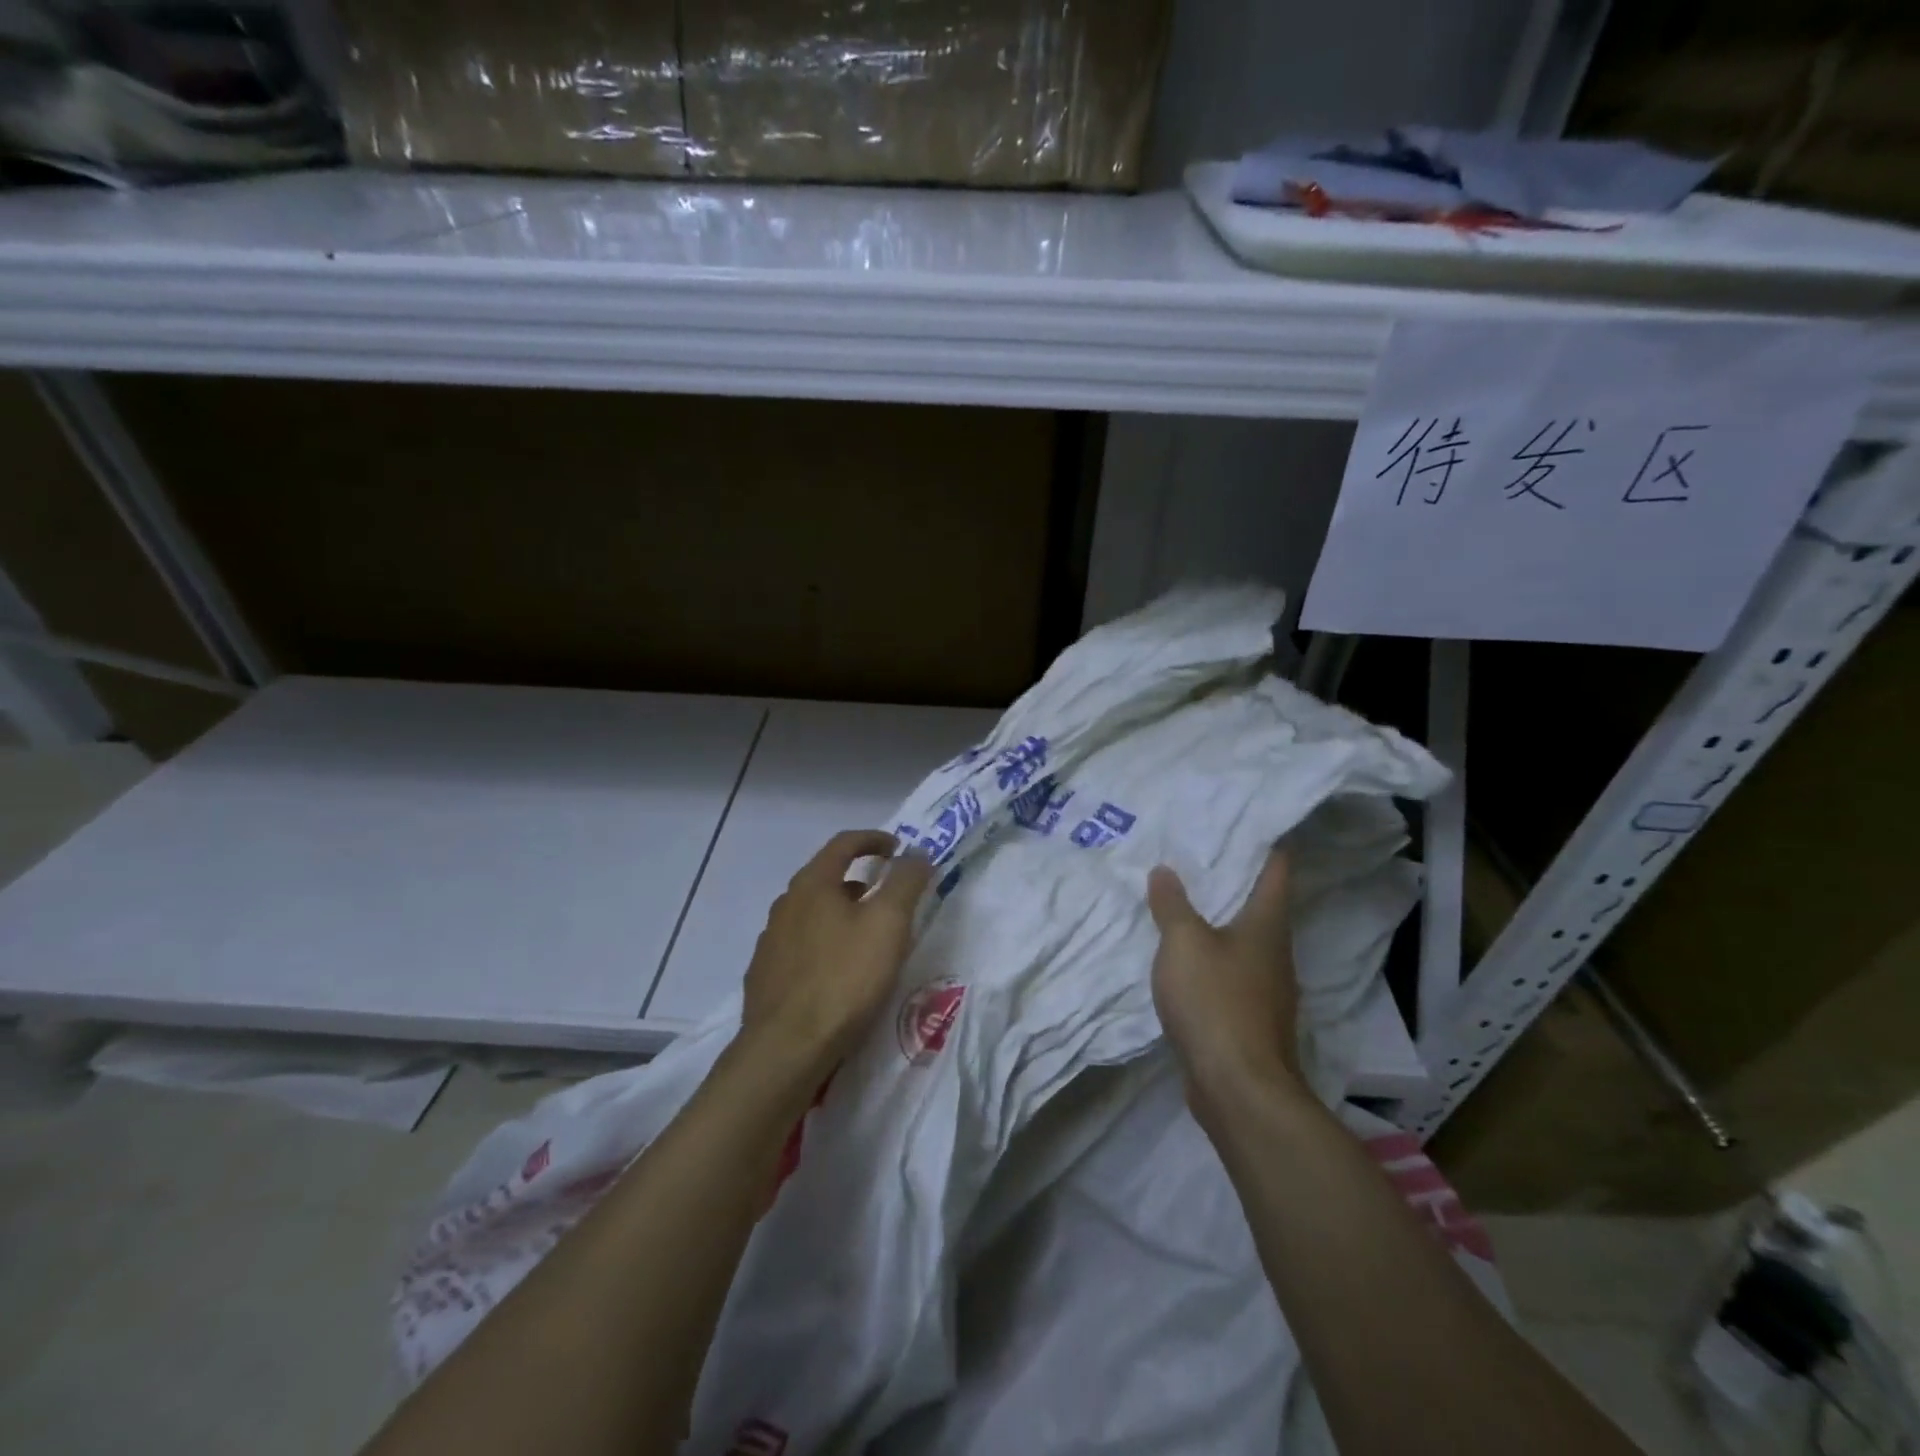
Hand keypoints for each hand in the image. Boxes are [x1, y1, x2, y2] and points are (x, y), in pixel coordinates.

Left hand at [740, 830, 933, 1079]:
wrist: (786, 1048)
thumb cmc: (843, 978)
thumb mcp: (888, 924)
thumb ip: (905, 882)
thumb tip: (916, 852)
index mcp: (812, 884)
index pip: (843, 843)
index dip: (874, 839)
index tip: (898, 849)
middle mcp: (785, 904)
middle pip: (826, 877)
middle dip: (860, 880)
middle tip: (888, 898)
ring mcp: (771, 940)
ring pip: (812, 913)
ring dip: (841, 914)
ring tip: (867, 938)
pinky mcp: (765, 975)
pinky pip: (801, 945)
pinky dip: (824, 944)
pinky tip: (838, 972)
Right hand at [1147, 847, 1307, 1118]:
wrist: (1239, 1089)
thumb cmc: (1216, 1001)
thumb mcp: (1183, 942)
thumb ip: (1172, 905)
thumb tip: (1165, 870)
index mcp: (1267, 924)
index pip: (1277, 870)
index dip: (1266, 844)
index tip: (1247, 823)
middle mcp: (1275, 953)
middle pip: (1261, 906)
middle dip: (1234, 881)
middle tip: (1198, 856)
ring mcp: (1267, 991)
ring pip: (1245, 942)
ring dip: (1219, 923)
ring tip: (1184, 903)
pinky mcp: (1251, 1020)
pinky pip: (1231, 975)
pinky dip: (1212, 959)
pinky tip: (1185, 961)